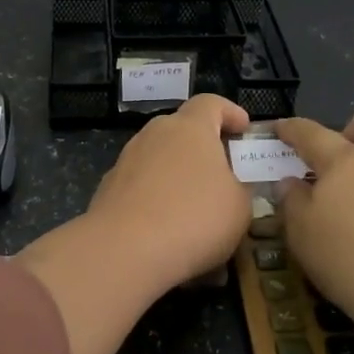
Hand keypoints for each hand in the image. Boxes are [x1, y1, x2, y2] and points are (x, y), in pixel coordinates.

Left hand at [88, 93, 253, 288]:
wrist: (125, 250)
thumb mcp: (239, 206)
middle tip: (223, 173)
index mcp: (190, 127)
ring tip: (196, 211)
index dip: (230, 112)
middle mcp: (155, 134)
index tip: (244, 128)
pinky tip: (169, 233)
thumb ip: (240, 187)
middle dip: (202, 148)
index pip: (211, 103)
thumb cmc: (194, 217)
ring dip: (179, 177)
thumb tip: (231, 185)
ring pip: (160, 160)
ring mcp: (127, 160)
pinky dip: (157, 202)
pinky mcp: (109, 189)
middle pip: (182, 130)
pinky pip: (142, 188)